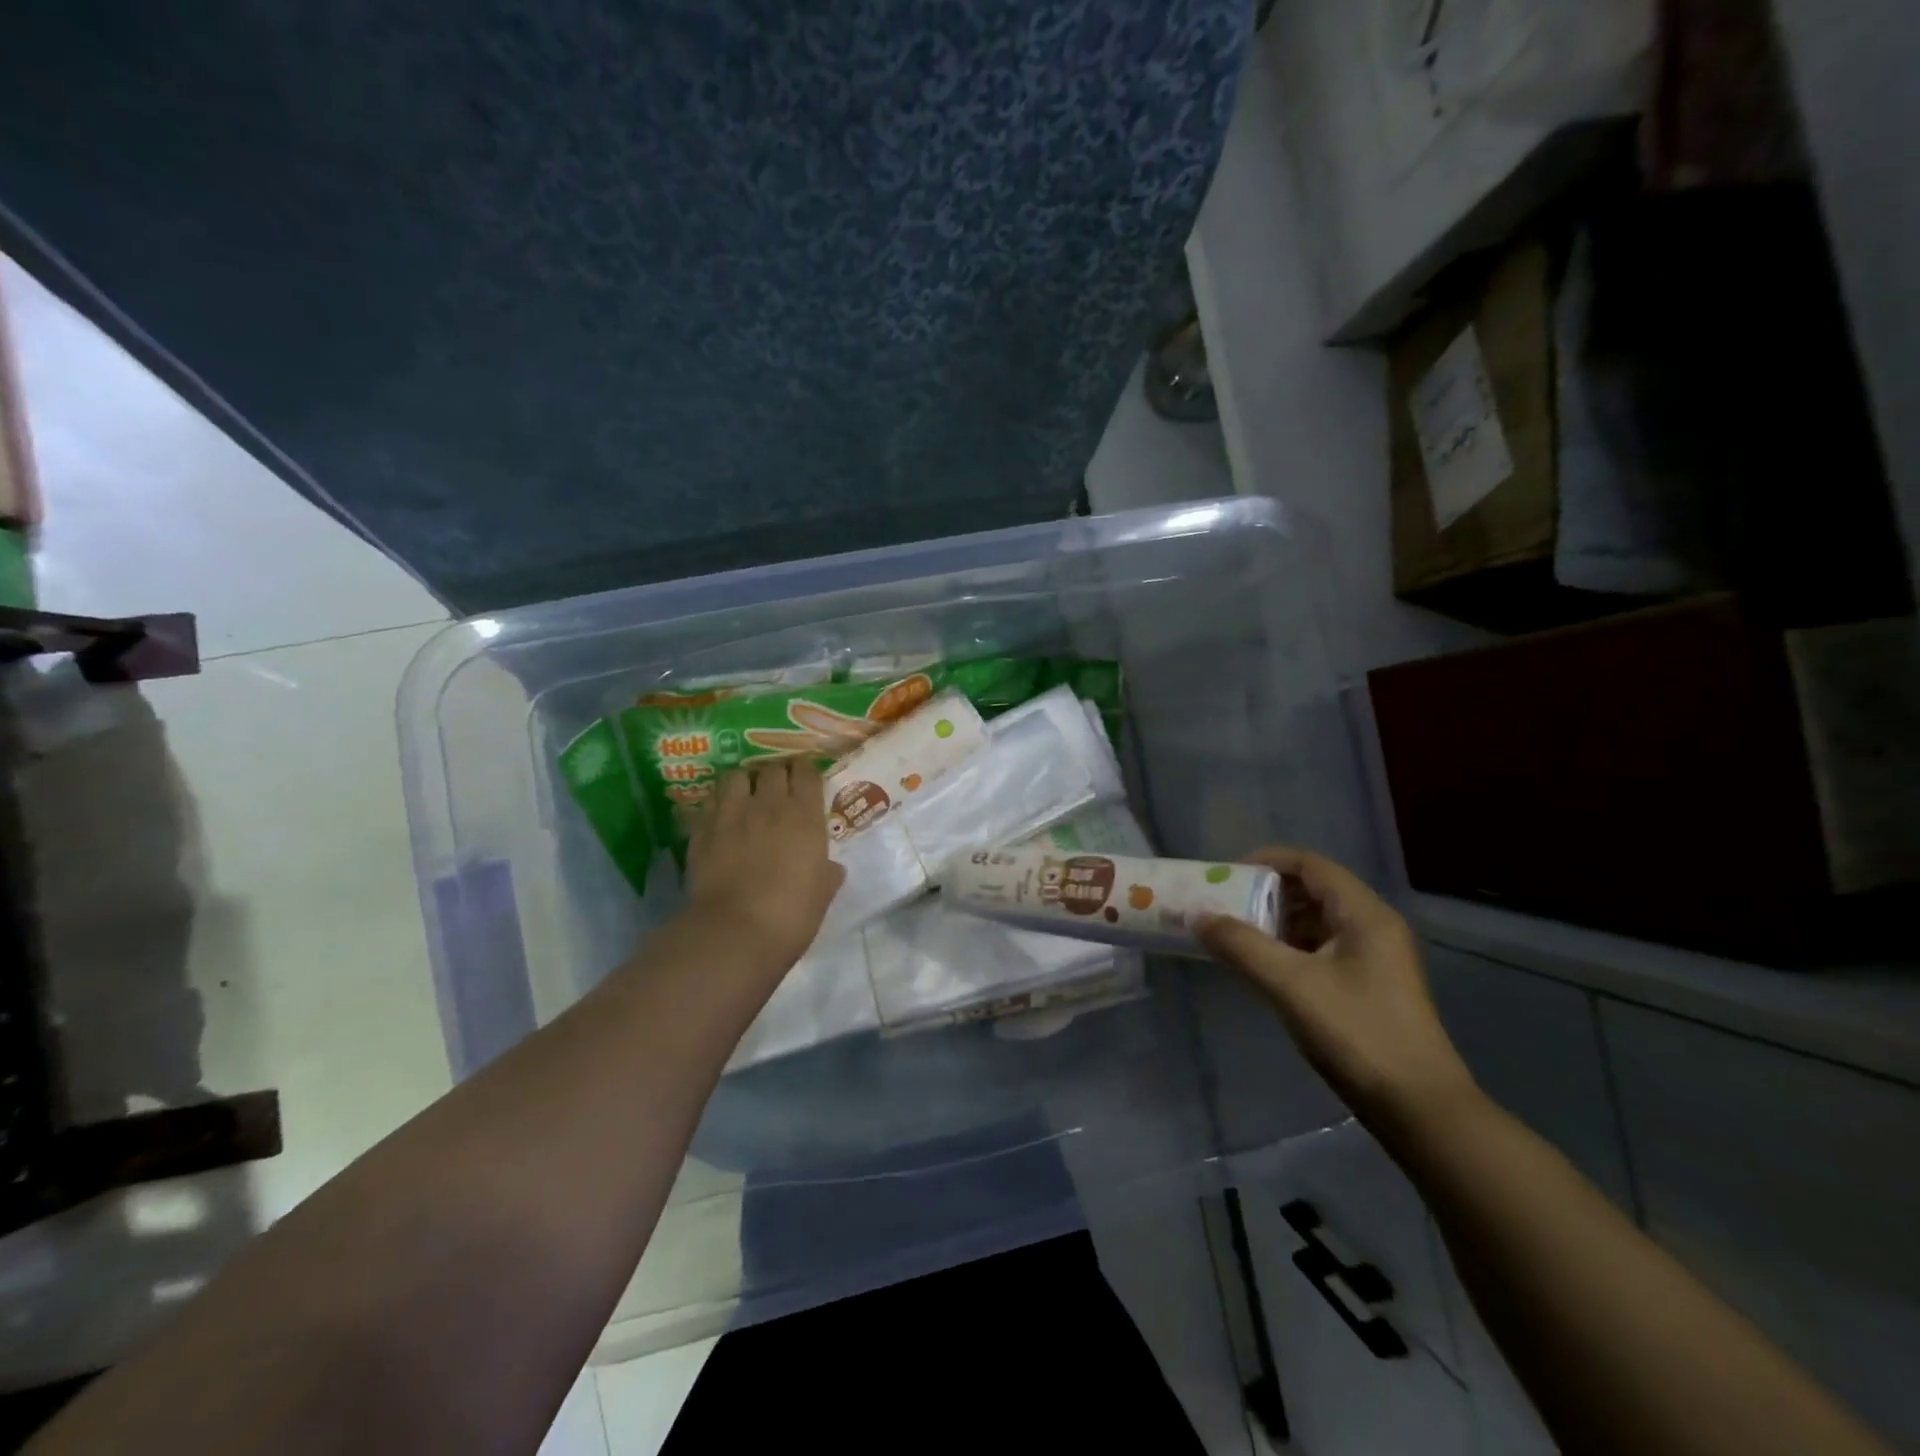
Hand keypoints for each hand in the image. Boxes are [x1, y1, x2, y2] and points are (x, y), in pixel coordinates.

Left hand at [682, 759, 845, 974]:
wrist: (735, 933)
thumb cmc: (791, 914)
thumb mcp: (823, 893)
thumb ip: (828, 872)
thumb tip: (830, 867)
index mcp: (804, 815)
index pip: (806, 772)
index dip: (806, 772)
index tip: (807, 779)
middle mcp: (768, 804)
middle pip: (772, 768)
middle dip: (777, 774)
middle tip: (779, 790)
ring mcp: (731, 814)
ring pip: (736, 776)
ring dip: (744, 783)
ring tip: (746, 797)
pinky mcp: (701, 830)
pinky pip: (709, 803)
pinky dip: (717, 805)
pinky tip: (721, 819)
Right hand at [1196, 847, 1475, 1133]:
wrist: (1419, 1108)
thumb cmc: (1357, 1033)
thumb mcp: (1290, 985)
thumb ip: (1241, 945)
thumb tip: (1197, 916)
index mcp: (1364, 914)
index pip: (1310, 864)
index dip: (1266, 861)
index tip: (1227, 875)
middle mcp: (1373, 926)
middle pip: (1313, 889)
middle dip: (1266, 893)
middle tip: (1226, 906)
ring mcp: (1376, 958)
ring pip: (1317, 921)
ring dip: (1276, 922)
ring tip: (1237, 937)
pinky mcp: (1371, 986)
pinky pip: (1322, 949)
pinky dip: (1290, 948)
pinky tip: (1264, 968)